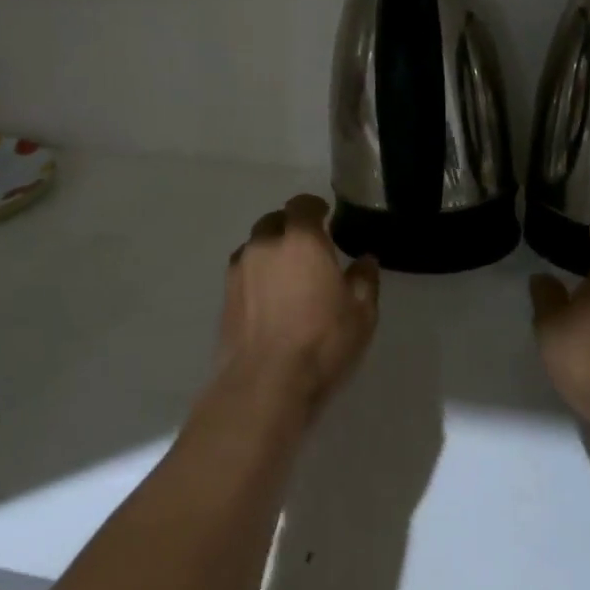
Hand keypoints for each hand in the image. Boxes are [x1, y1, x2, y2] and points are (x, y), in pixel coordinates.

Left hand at [218, 195, 379, 417]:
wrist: (264, 384)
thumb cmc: (321, 342)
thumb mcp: (361, 313)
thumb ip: (364, 280)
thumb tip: (365, 260)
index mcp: (300, 240)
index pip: (302, 205)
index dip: (314, 206)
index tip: (325, 215)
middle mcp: (265, 245)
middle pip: (274, 222)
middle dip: (290, 226)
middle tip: (307, 245)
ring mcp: (239, 269)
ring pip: (255, 245)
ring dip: (270, 250)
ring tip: (285, 271)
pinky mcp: (224, 295)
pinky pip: (243, 270)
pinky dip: (256, 273)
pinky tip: (268, 296)